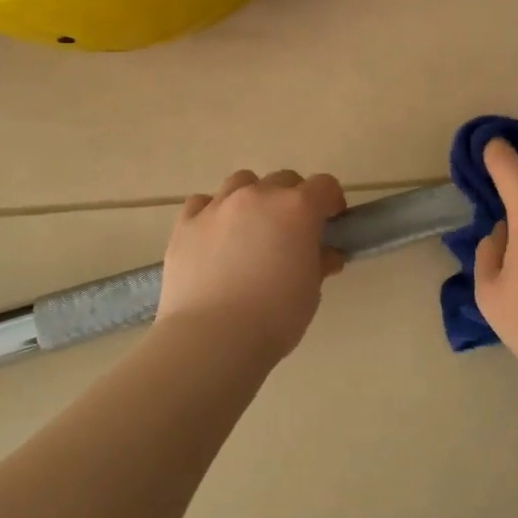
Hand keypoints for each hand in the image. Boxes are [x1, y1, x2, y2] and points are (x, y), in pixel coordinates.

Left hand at [157, 169, 346, 362]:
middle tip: (292, 231)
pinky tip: (214, 237)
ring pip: (242, 183)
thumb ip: (319, 263)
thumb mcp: (311, 291)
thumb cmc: (275, 317)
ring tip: (250, 229)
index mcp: (297, 208)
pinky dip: (213, 212)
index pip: (324, 185)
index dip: (331, 201)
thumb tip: (325, 254)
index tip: (331, 222)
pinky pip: (203, 203)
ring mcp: (218, 206)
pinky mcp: (186, 223)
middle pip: (283, 180)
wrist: (213, 338)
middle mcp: (258, 196)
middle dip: (293, 199)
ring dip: (253, 198)